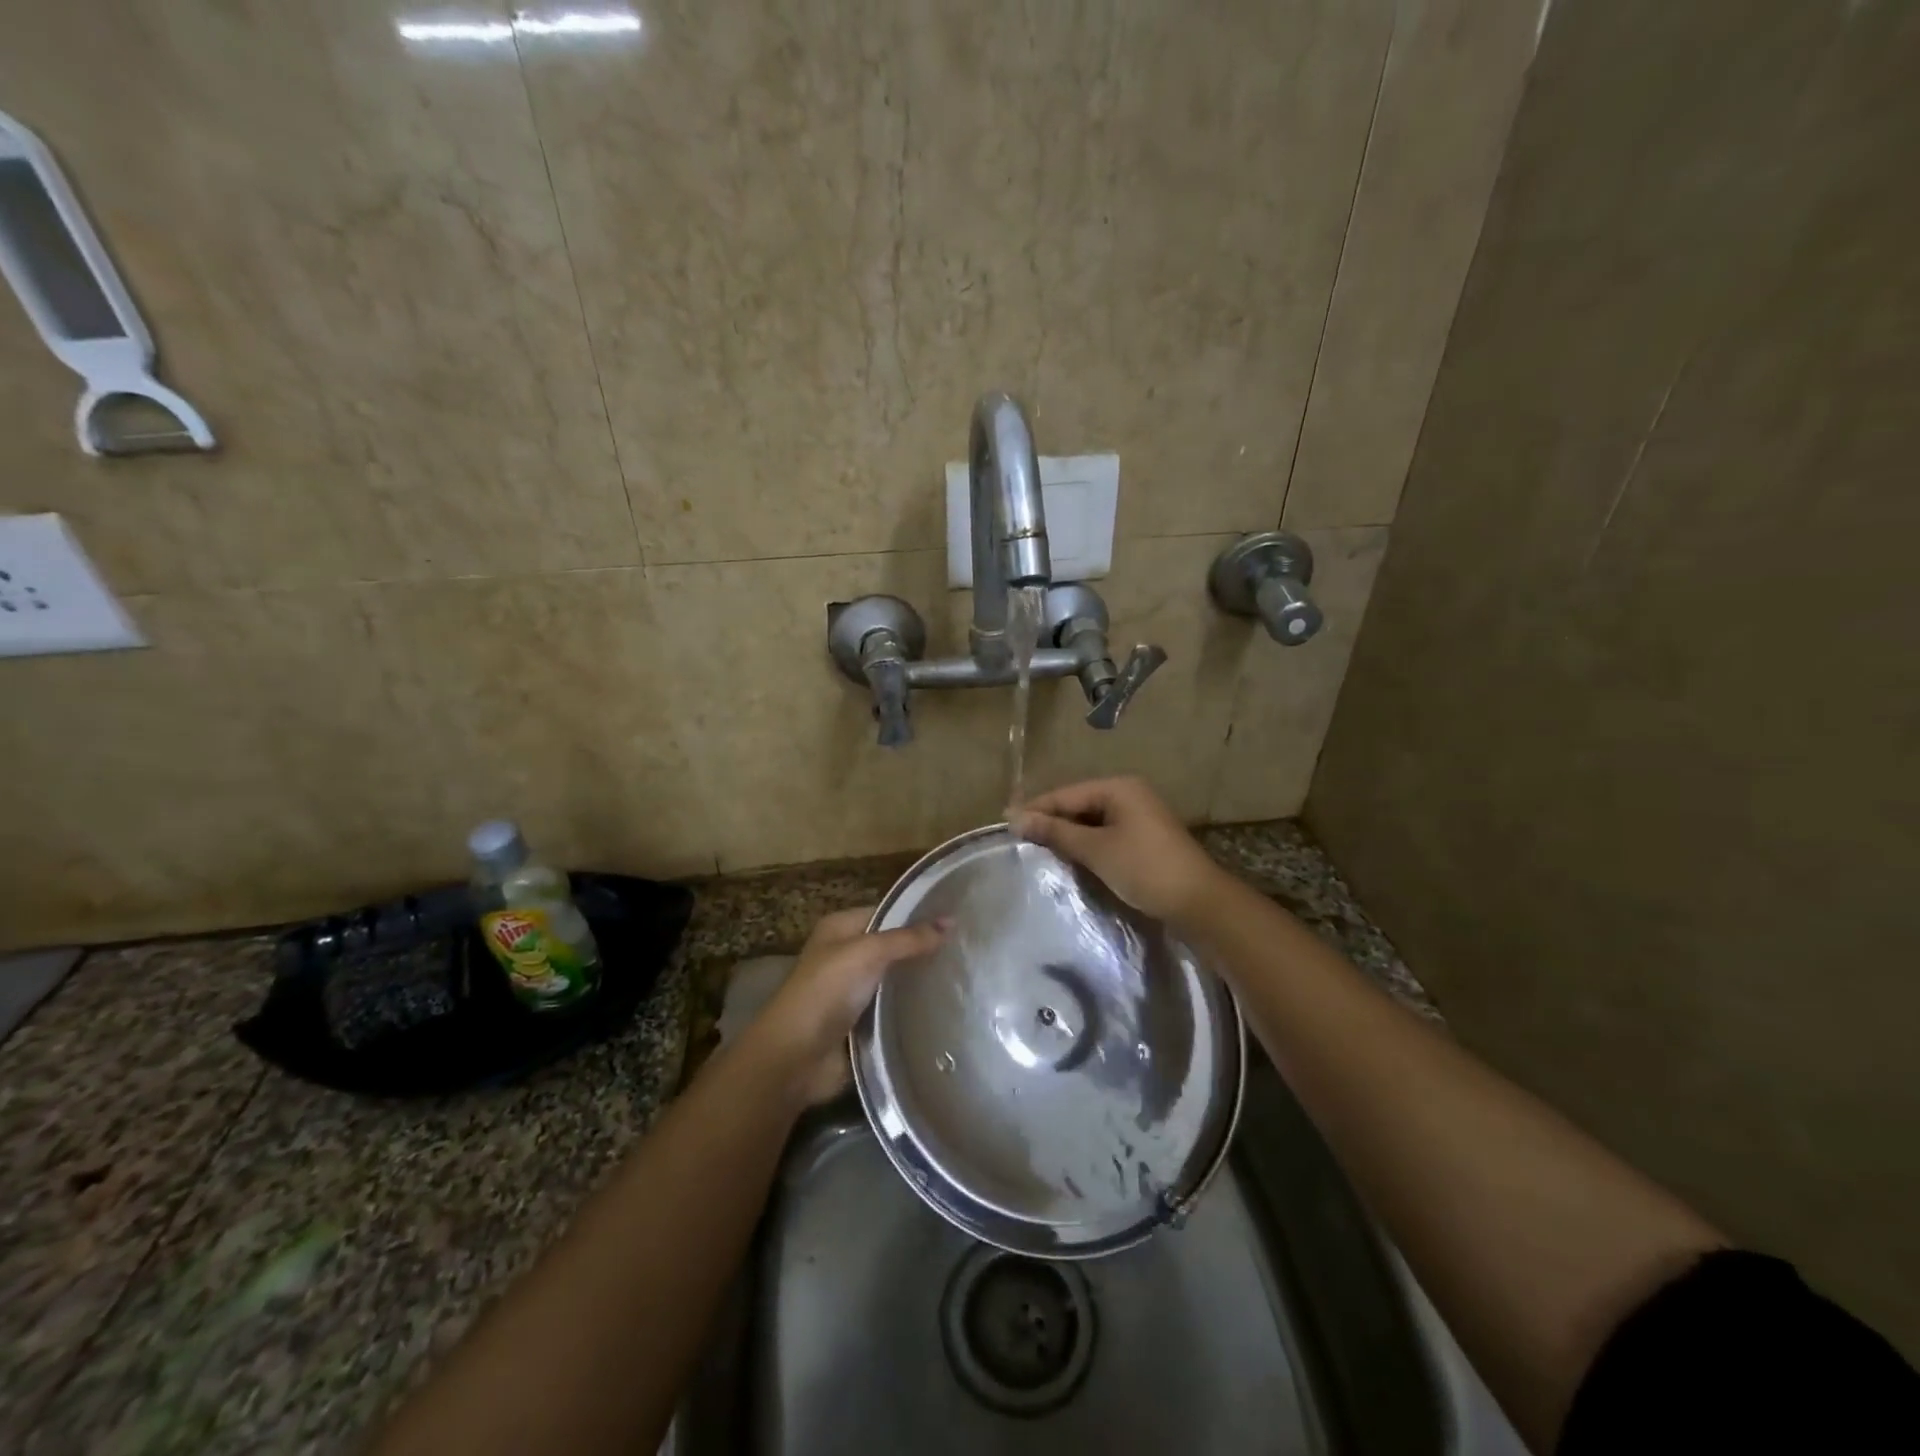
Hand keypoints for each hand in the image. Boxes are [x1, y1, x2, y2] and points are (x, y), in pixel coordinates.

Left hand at [745, 907, 946, 1104]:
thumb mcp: (868, 953)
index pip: (887, 913)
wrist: (796, 1057)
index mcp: (840, 929)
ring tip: (966, 978)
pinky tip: (946, 1009)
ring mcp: (854, 992)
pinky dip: (914, 1011)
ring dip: (921, 983)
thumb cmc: (826, 992)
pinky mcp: (863, 1024)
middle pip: (893, 948)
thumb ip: (909, 939)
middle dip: (924, 950)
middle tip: (969, 951)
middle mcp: (847, 956)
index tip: (958, 921)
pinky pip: (895, 1011)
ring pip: (896, 981)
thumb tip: (951, 921)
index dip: (918, 915)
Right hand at [1013, 776, 1226, 925]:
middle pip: (1078, 804)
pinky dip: (1085, 844)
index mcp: (1119, 788)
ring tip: (1035, 848)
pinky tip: (1067, 857)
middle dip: (1050, 820)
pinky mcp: (1143, 840)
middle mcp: (1129, 795)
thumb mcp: (1096, 849)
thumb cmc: (1145, 868)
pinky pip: (1104, 834)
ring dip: (1066, 834)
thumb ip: (1056, 832)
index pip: (1066, 794)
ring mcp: (1138, 817)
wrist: (1199, 903)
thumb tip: (1017, 819)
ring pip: (1091, 821)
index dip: (1035, 808)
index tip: (1004, 822)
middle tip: (1017, 837)